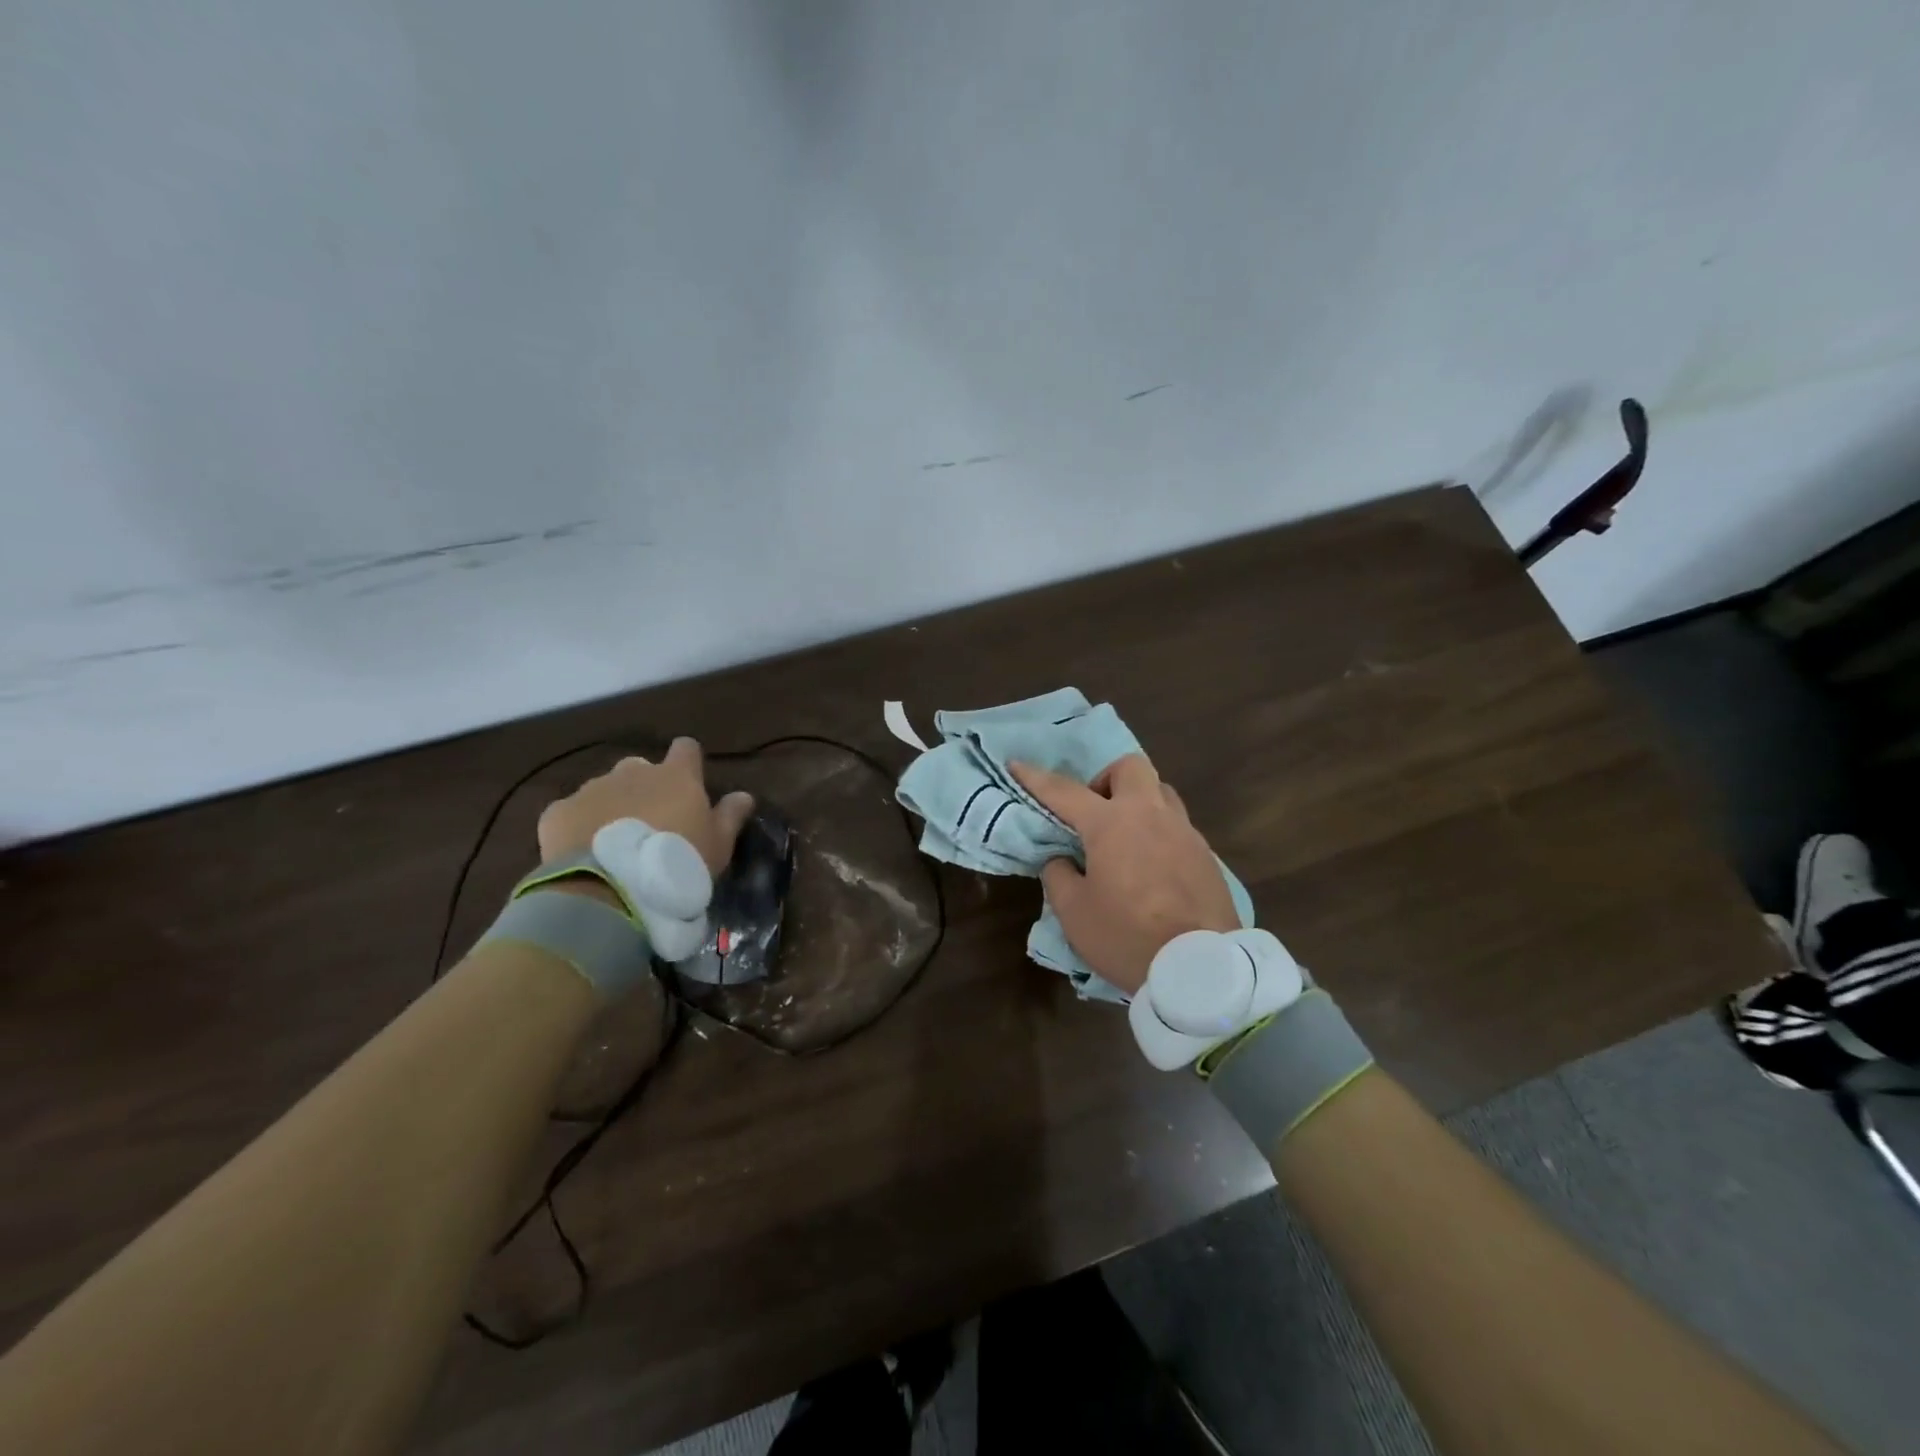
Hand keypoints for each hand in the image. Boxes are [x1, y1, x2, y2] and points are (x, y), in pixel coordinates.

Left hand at [538, 739, 754, 874]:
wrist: (610, 890)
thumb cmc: (678, 863)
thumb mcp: (718, 846)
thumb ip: (730, 816)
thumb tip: (744, 795)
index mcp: (676, 776)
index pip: (686, 748)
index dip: (688, 763)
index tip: (689, 784)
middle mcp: (633, 771)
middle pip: (641, 768)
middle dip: (645, 788)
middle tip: (651, 824)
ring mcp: (592, 788)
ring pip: (605, 789)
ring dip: (612, 806)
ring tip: (614, 844)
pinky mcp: (558, 811)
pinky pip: (572, 812)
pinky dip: (579, 825)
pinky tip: (584, 852)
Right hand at [1010, 754, 1238, 994]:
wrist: (1201, 970)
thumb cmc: (1127, 937)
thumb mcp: (1074, 913)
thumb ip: (1059, 876)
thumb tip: (1063, 859)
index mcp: (1112, 823)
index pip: (1064, 791)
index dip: (1035, 778)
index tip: (1016, 764)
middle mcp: (1151, 815)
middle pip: (1129, 767)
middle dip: (1106, 779)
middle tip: (1093, 812)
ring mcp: (1185, 832)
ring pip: (1161, 792)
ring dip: (1138, 802)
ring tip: (1125, 838)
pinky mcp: (1207, 856)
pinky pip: (1178, 827)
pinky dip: (1159, 833)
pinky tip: (1152, 867)